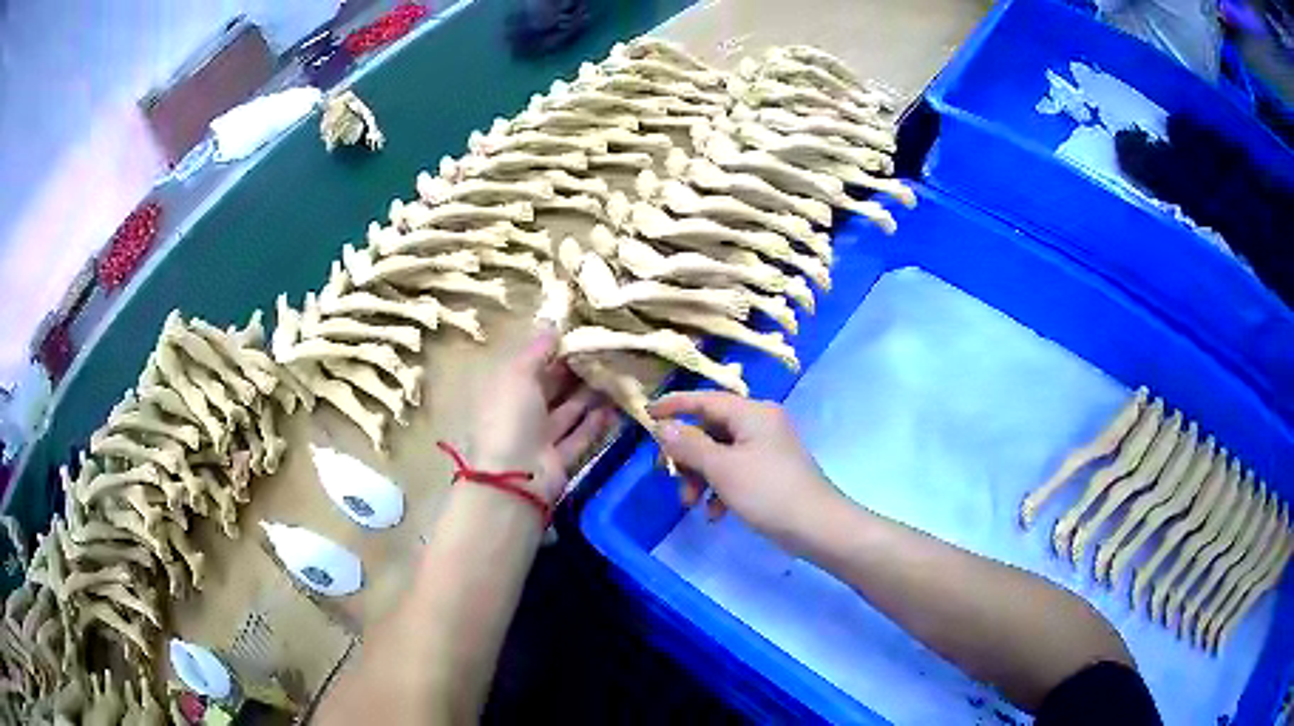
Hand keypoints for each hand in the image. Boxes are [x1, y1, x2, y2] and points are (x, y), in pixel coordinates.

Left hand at [470, 325, 616, 502]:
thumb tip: (551, 324)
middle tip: (608, 355)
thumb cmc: (510, 417)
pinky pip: (579, 438)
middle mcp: (519, 415)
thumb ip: (537, 349)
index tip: (583, 338)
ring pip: (568, 413)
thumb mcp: (518, 373)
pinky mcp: (558, 462)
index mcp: (503, 391)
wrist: (514, 478)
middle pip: (551, 390)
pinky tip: (615, 408)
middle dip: (577, 374)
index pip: (531, 367)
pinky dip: (595, 424)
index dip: (555, 352)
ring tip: (618, 378)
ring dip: (591, 397)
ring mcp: (539, 441)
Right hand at [649, 391, 838, 541]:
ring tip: (692, 503)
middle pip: (710, 429)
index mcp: (752, 413)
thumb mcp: (722, 468)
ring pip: (720, 454)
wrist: (818, 527)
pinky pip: (735, 471)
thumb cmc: (768, 492)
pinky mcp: (771, 471)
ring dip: (701, 477)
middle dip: (687, 456)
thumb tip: (662, 426)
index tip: (646, 414)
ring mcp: (767, 448)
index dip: (674, 405)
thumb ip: (689, 445)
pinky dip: (720, 488)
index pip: (705, 399)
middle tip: (671, 477)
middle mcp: (760, 423)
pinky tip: (716, 514)